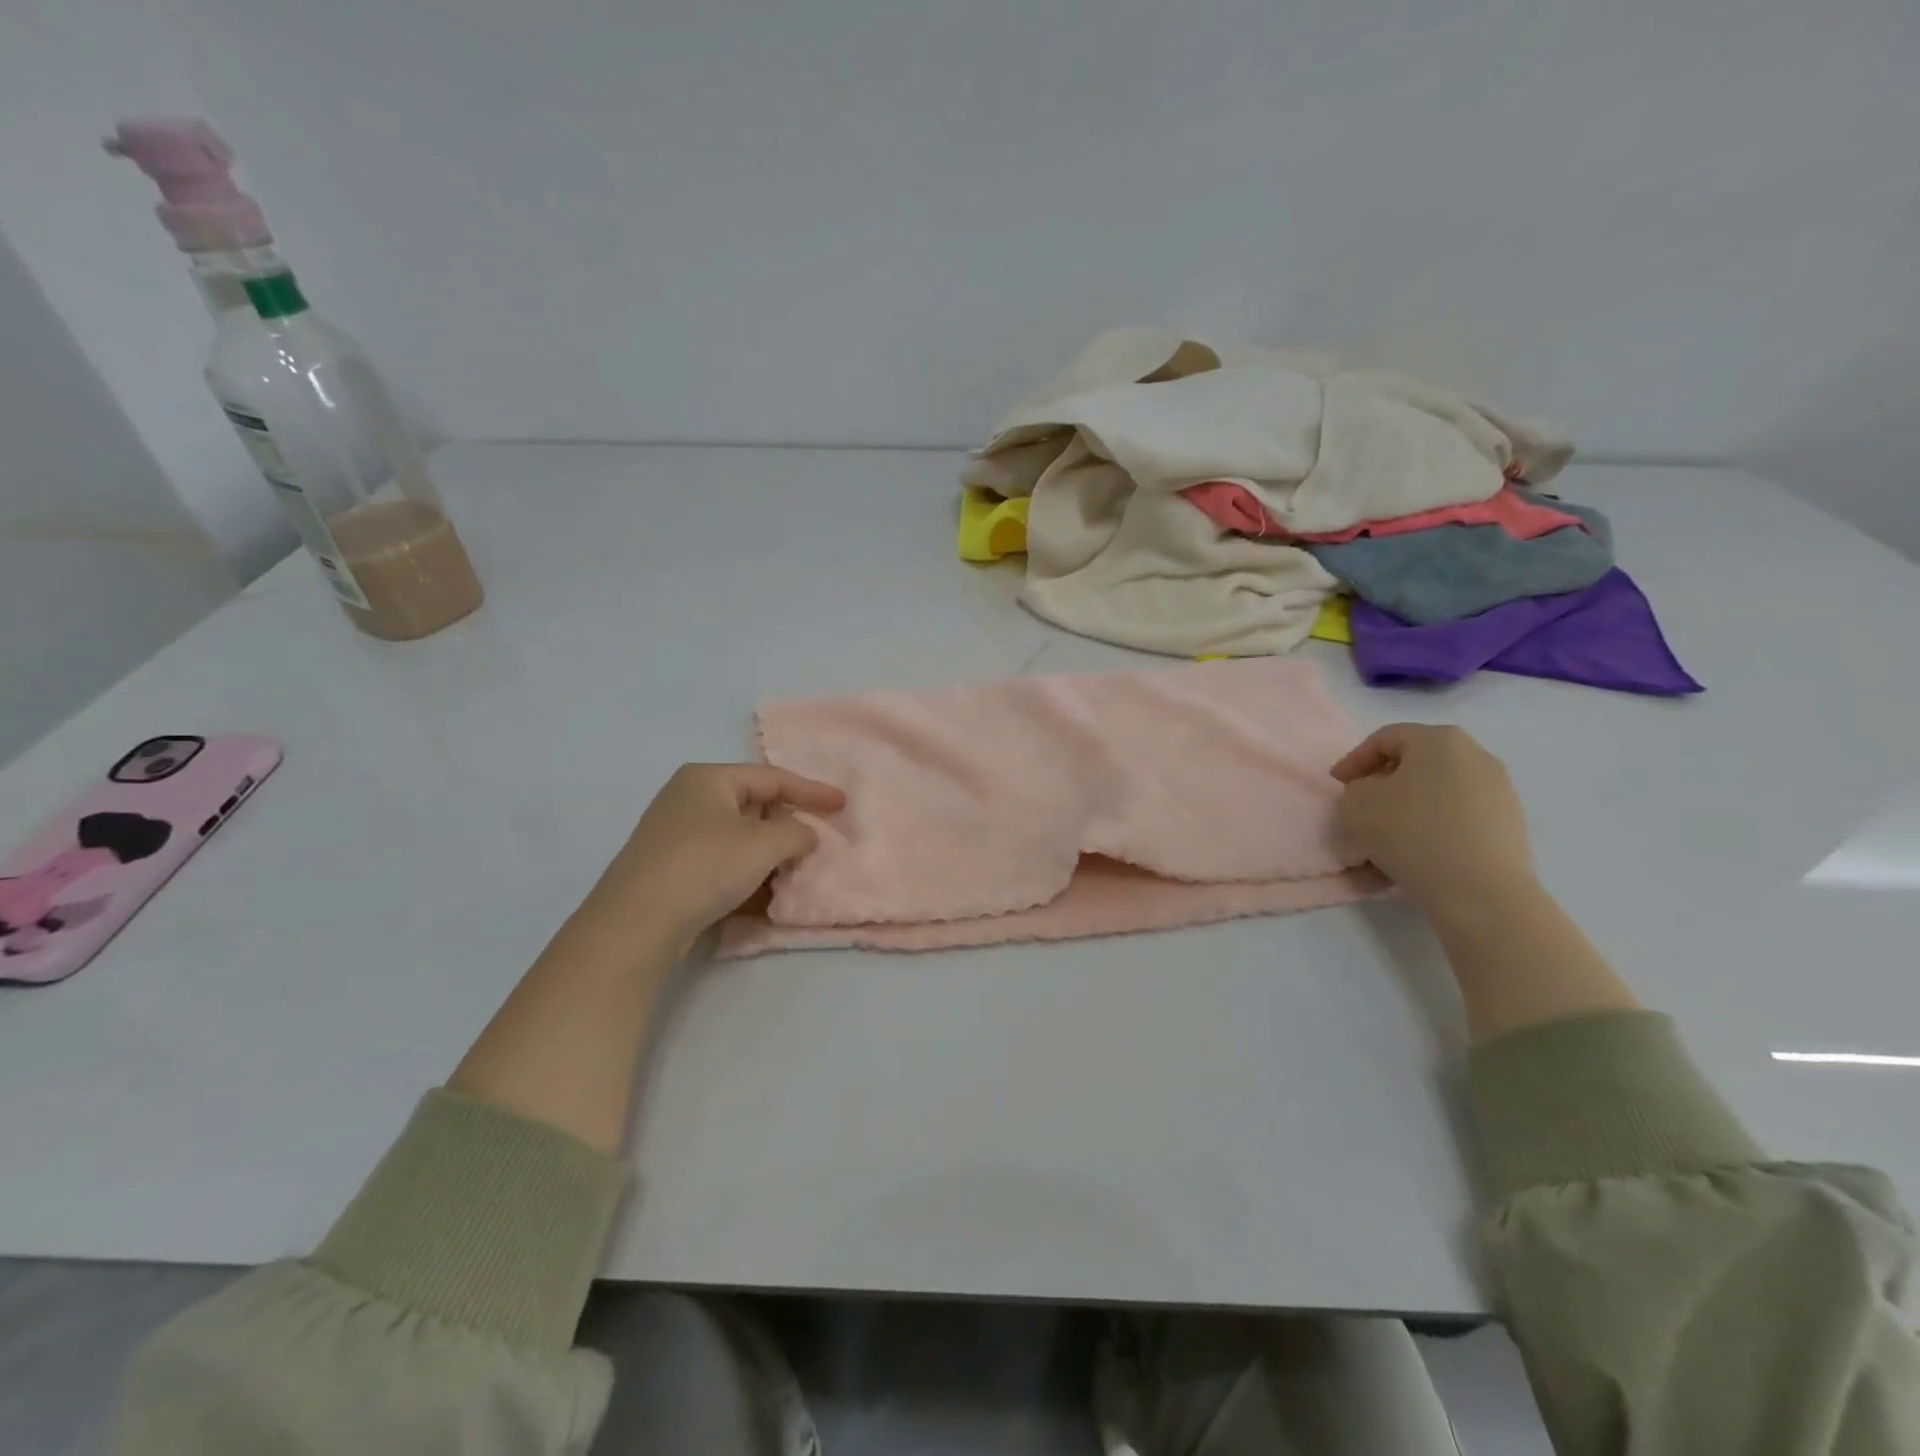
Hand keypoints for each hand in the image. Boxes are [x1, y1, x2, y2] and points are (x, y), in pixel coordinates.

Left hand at [576, 763, 845, 955]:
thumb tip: (805, 835)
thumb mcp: (764, 844)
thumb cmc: (705, 866)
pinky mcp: (670, 870)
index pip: (772, 778)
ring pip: (738, 839)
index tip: (842, 805)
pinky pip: (721, 864)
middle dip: (787, 826)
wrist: (636, 924)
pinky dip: (746, 874)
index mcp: (708, 778)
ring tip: (795, 872)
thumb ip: (797, 832)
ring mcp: (675, 836)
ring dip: (769, 855)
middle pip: (754, 806)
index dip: (811, 791)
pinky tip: (764, 896)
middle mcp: (688, 799)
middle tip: (818, 841)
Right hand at [1330, 724, 1535, 919]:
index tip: (1337, 786)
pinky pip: (1457, 819)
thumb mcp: (1355, 803)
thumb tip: (1375, 794)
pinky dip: (1431, 831)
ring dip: (1406, 811)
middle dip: (1383, 785)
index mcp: (1439, 740)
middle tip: (1361, 808)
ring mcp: (1498, 791)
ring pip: (1436, 794)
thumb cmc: (1410, 832)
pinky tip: (1413, 857)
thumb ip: (1356, 788)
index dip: (1353, 760)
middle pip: (1415, 764)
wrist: (1480, 891)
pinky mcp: (1509, 825)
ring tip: (1384, 840)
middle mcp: (1475, 756)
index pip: (1384, 739)